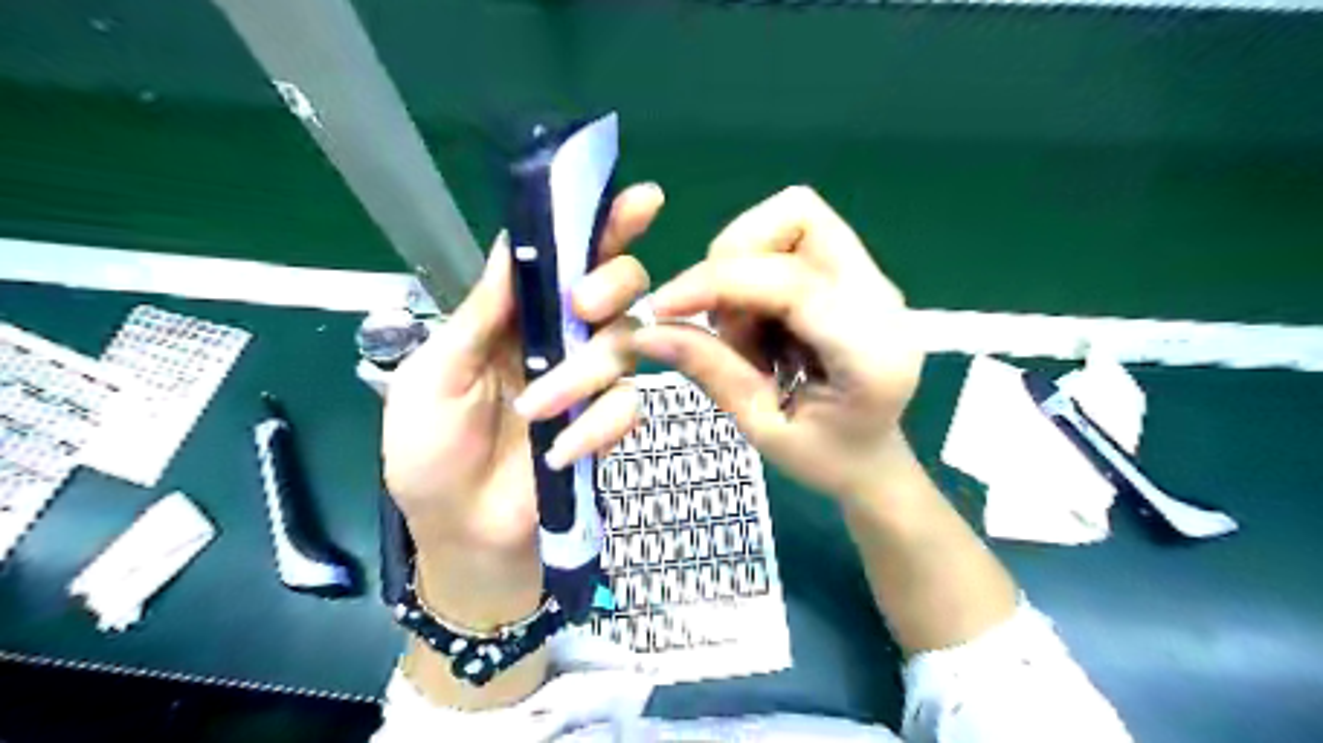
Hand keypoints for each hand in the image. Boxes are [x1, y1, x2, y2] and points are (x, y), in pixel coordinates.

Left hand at [388, 182, 667, 622]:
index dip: (600, 224)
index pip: (564, 257)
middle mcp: (562, 338)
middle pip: (618, 286)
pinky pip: (628, 406)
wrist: (461, 532)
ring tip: (537, 409)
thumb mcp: (436, 375)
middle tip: (584, 302)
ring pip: (626, 343)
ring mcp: (590, 383)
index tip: (637, 200)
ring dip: (586, 371)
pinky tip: (562, 451)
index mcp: (516, 317)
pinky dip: (599, 424)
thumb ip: (480, 315)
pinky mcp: (607, 426)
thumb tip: (514, 245)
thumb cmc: (431, 453)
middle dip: (612, 281)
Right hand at [630, 187, 922, 503]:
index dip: (719, 284)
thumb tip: (645, 332)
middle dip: (735, 255)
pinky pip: (792, 238)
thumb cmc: (826, 457)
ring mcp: (872, 277)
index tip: (662, 308)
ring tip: (742, 328)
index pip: (793, 284)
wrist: (872, 456)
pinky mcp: (854, 272)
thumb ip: (712, 371)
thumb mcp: (762, 428)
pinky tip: (759, 320)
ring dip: (744, 262)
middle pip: (800, 216)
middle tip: (720, 320)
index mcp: (872, 353)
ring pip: (793, 216)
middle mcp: (881, 299)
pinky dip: (756, 267)